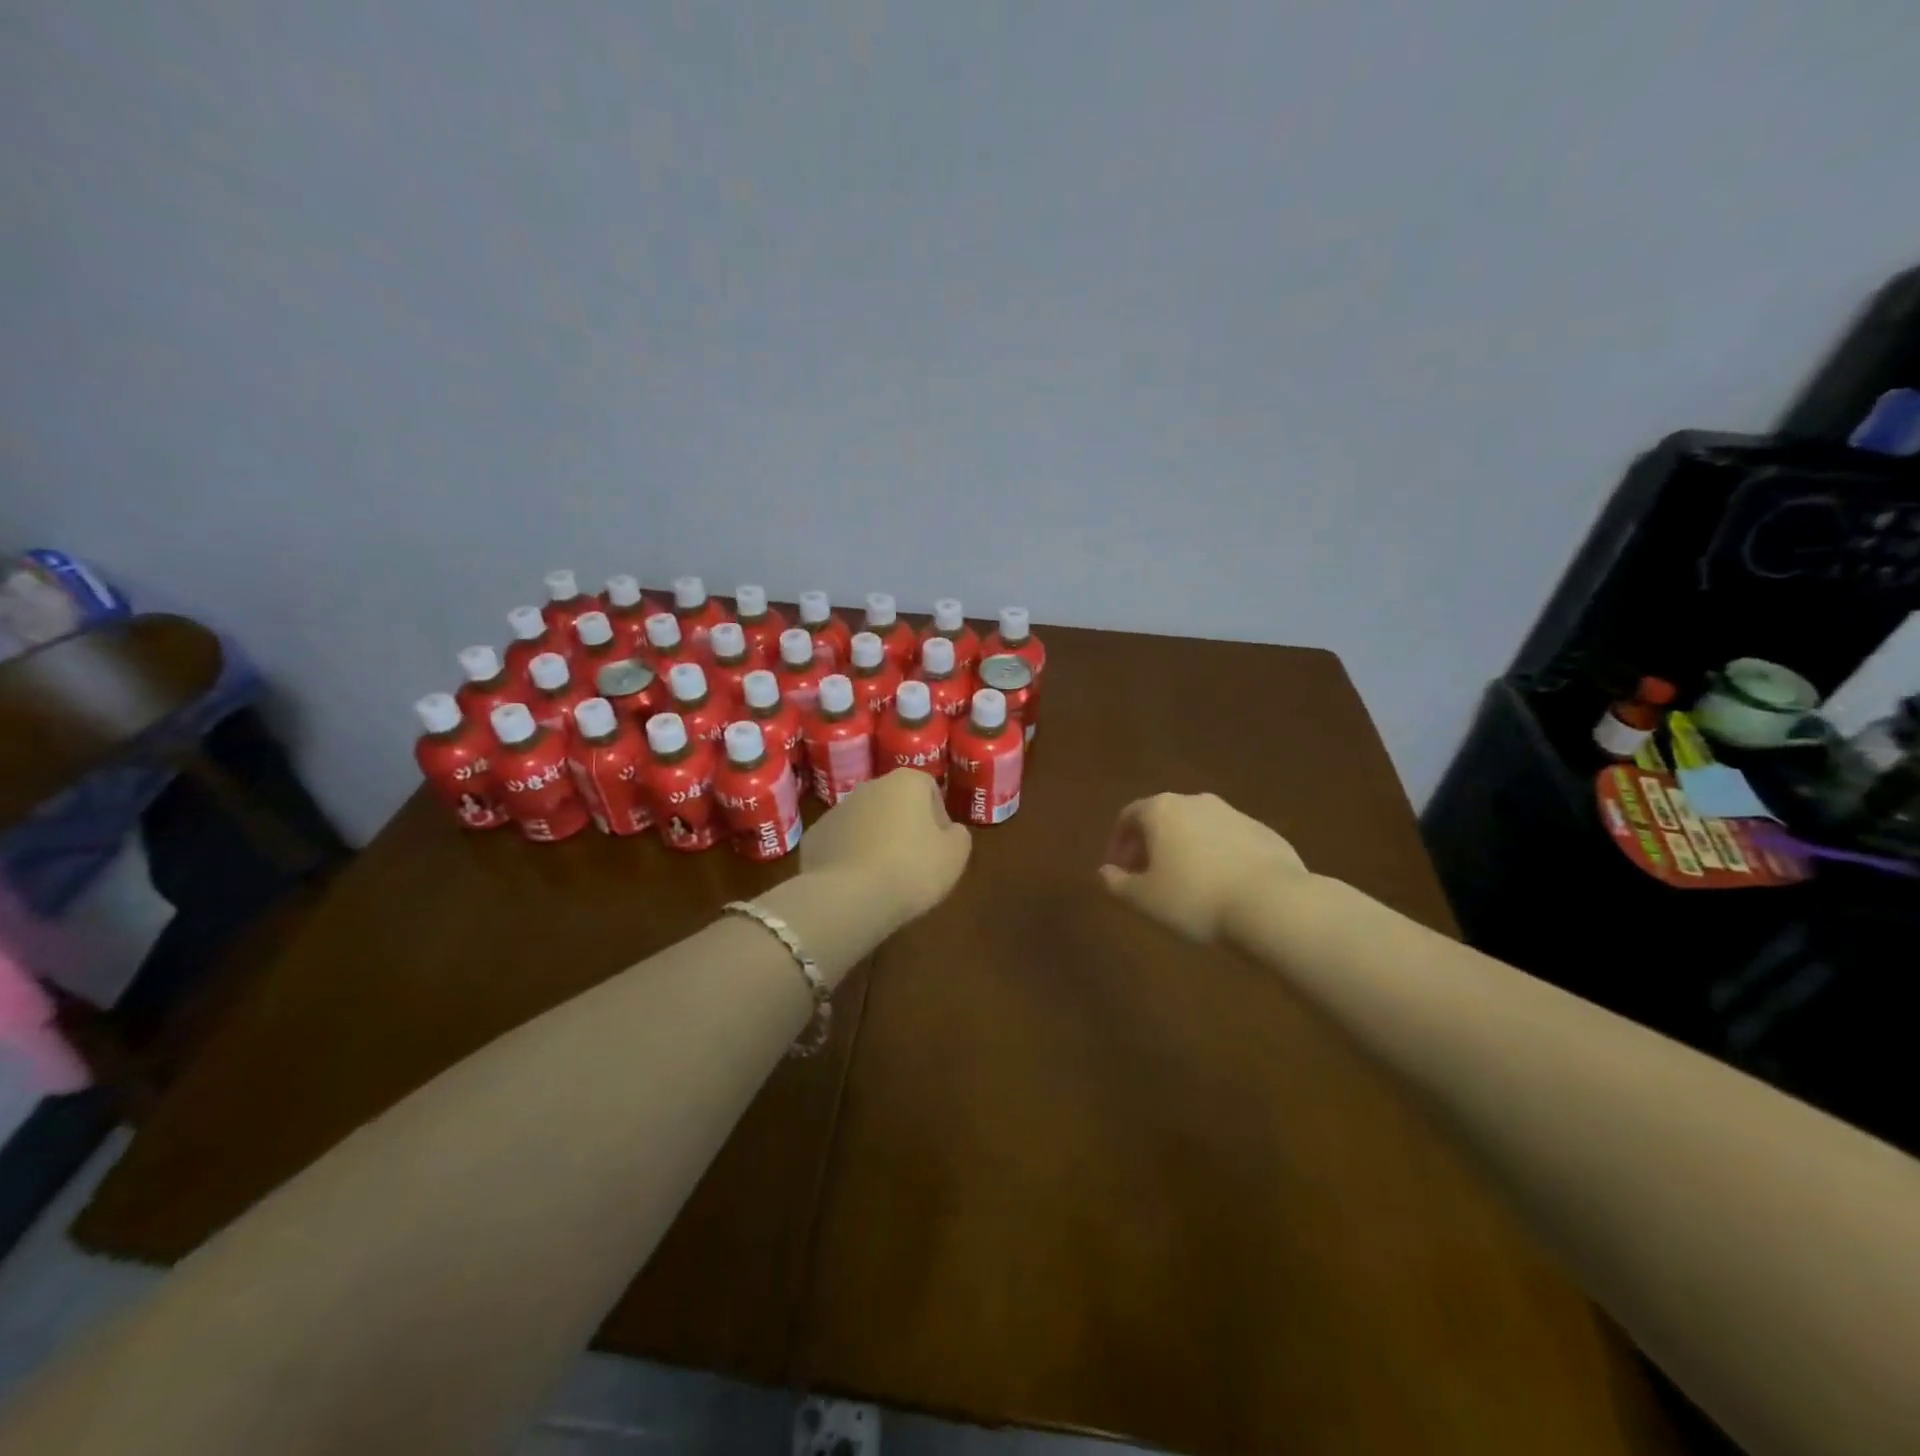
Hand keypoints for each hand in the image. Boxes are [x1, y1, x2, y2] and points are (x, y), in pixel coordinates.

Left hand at [803, 770, 971, 927]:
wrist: (847, 897)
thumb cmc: (911, 869)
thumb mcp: (955, 856)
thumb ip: (958, 835)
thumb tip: (950, 830)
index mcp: (905, 782)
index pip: (930, 789)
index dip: (939, 818)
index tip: (940, 848)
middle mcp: (869, 787)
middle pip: (895, 803)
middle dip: (905, 827)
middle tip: (914, 863)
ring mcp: (836, 810)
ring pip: (865, 822)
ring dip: (876, 841)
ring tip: (884, 877)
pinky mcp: (814, 837)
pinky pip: (841, 843)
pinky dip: (850, 857)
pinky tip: (857, 884)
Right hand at [1099, 792, 1307, 942]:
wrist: (1272, 903)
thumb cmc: (1194, 898)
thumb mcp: (1144, 899)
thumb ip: (1117, 883)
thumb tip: (1104, 872)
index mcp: (1161, 810)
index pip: (1128, 816)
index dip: (1118, 844)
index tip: (1118, 871)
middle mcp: (1195, 802)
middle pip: (1163, 818)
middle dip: (1151, 845)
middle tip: (1148, 877)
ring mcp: (1233, 813)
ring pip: (1197, 828)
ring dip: (1184, 849)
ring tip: (1186, 884)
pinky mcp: (1263, 831)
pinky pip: (1228, 840)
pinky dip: (1216, 856)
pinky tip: (1221, 886)